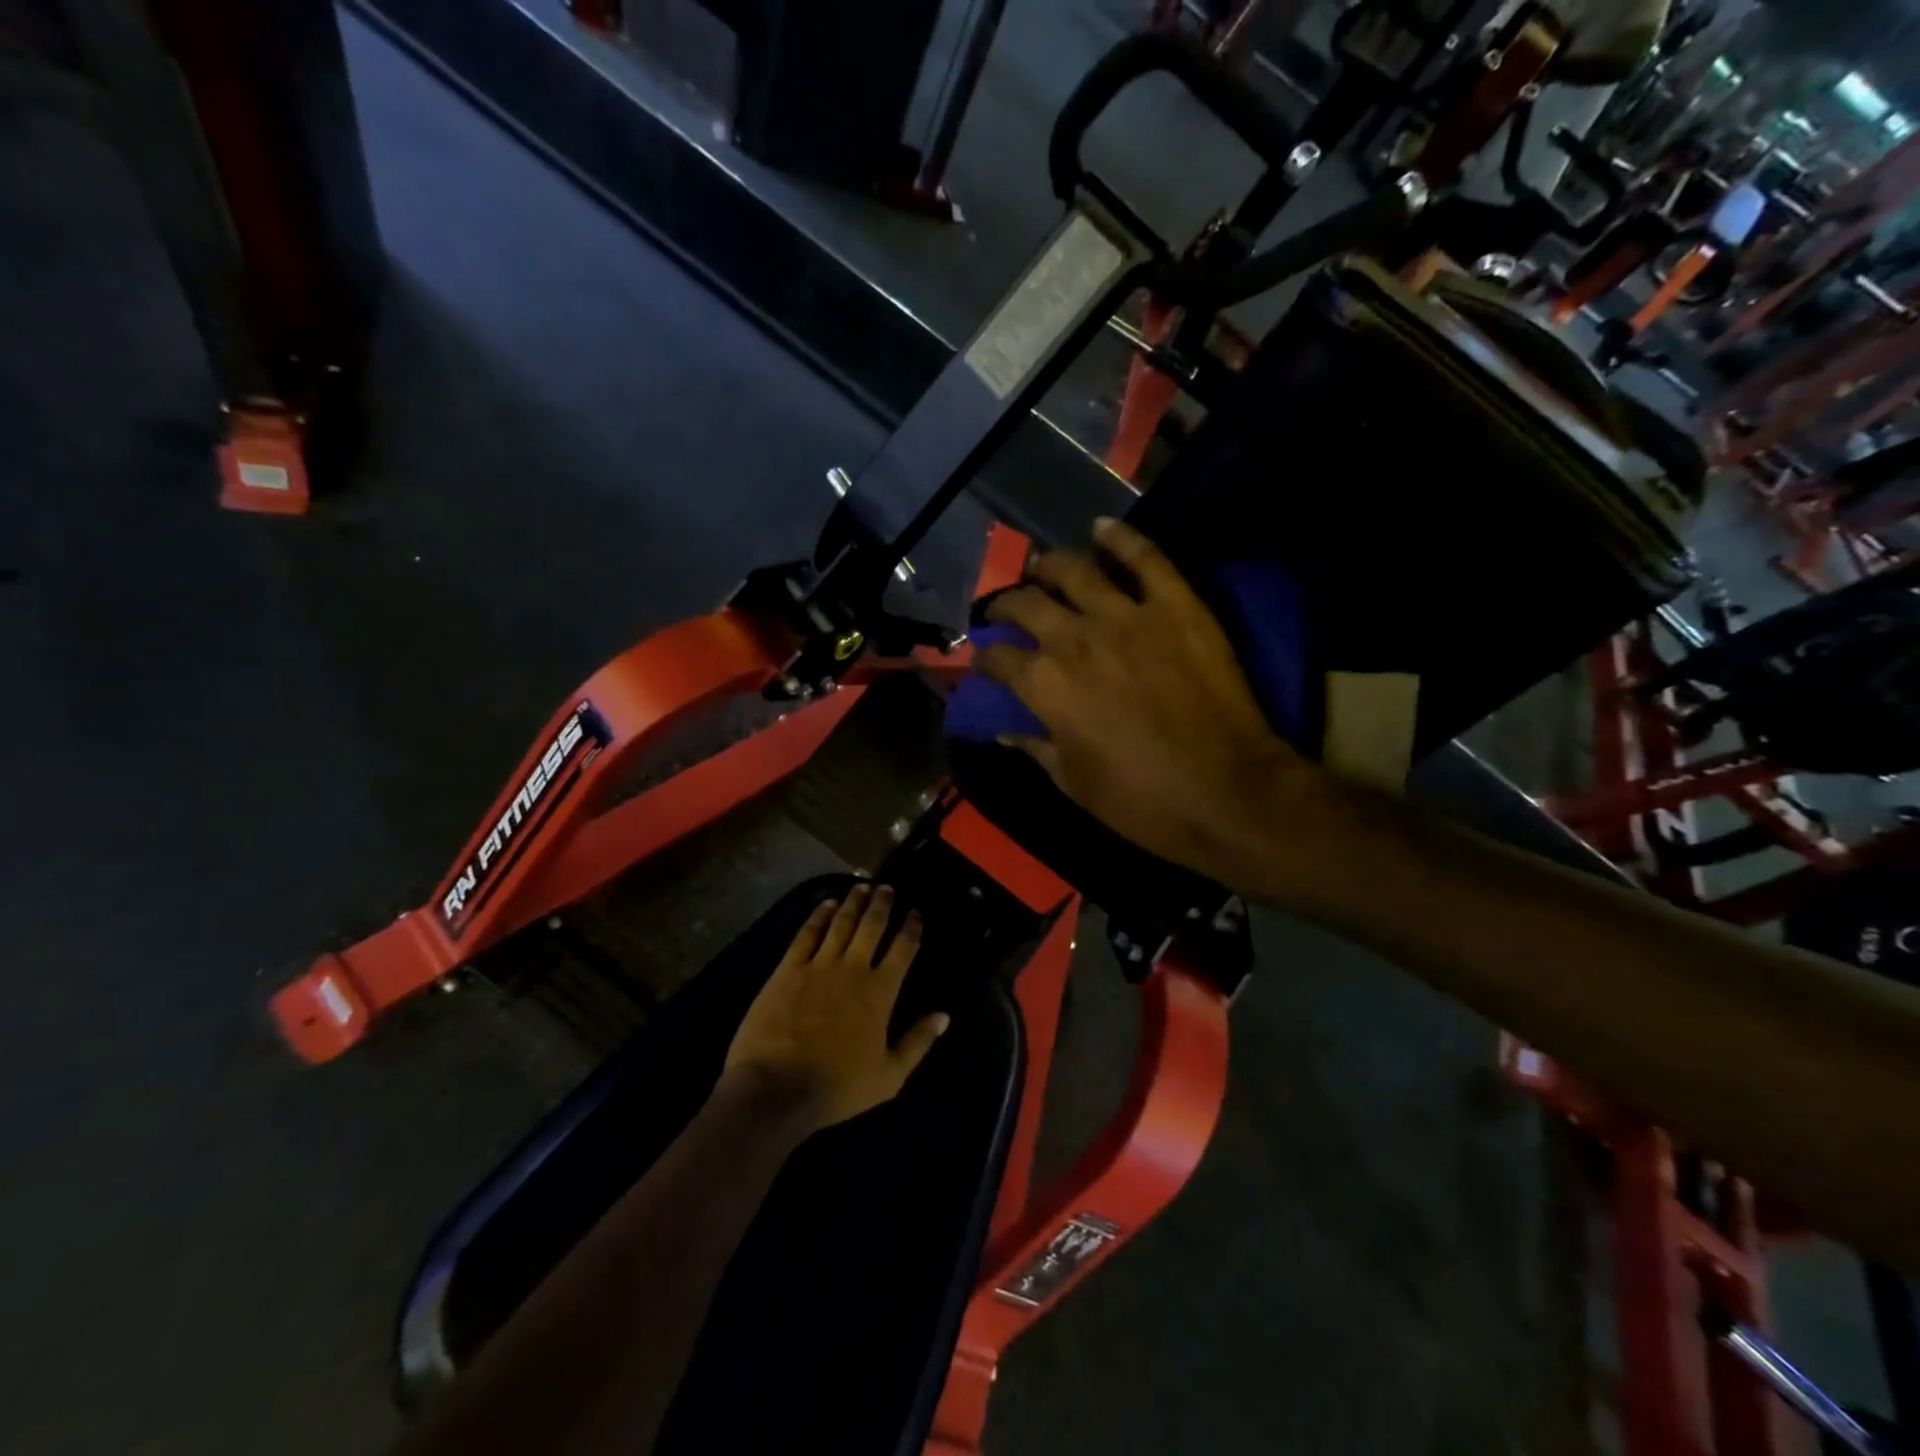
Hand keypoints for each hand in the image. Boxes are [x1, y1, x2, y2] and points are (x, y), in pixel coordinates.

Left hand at [724, 884, 948, 1131]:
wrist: (776, 1089)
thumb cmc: (837, 1087)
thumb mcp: (889, 1076)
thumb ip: (918, 1042)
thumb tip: (945, 1016)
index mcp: (880, 992)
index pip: (903, 950)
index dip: (912, 928)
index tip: (916, 913)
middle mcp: (853, 969)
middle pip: (872, 926)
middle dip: (882, 904)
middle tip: (887, 887)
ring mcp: (818, 965)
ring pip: (841, 923)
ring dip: (853, 903)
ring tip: (861, 887)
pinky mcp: (788, 969)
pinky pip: (807, 934)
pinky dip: (818, 915)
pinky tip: (825, 905)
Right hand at [977, 517, 1331, 889]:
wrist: (1228, 793)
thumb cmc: (1142, 801)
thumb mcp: (1074, 783)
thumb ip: (1035, 747)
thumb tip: (1005, 730)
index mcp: (1046, 686)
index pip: (999, 658)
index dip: (985, 658)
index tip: (986, 661)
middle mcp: (1075, 640)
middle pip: (1027, 604)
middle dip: (1006, 605)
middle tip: (1006, 609)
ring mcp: (1127, 616)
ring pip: (1076, 570)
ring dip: (1051, 565)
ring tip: (1044, 566)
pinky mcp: (1176, 606)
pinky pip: (1145, 558)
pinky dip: (1122, 538)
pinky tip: (1102, 527)